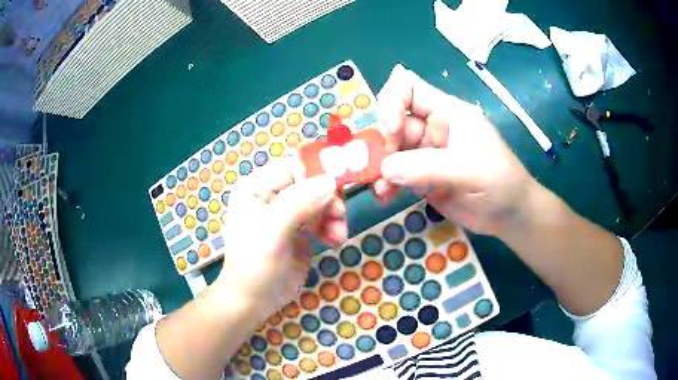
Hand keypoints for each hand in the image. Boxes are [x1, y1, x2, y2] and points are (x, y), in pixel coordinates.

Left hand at [211, 158, 346, 321]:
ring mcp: (286, 213)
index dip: (318, 172)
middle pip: (310, 183)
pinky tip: (334, 241)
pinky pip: (322, 218)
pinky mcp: (299, 229)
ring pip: (320, 200)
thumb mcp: (273, 232)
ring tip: (339, 235)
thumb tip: (331, 181)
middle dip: (328, 199)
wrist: (254, 301)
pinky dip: (332, 227)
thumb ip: (299, 203)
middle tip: (341, 216)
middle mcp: (271, 195)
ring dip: (334, 215)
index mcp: (256, 187)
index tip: (341, 187)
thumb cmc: (255, 266)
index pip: (292, 167)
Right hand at [374, 64, 536, 235]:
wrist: (510, 215)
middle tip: (378, 169)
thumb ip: (426, 167)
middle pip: (393, 122)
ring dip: (380, 167)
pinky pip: (396, 173)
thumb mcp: (468, 170)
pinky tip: (385, 196)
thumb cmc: (500, 182)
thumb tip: (384, 169)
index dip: (392, 103)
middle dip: (382, 143)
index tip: (391, 133)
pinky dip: (386, 183)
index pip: (408, 89)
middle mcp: (433, 128)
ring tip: (380, 189)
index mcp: (448, 112)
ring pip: (391, 150)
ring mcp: (426, 153)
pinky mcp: (422, 176)